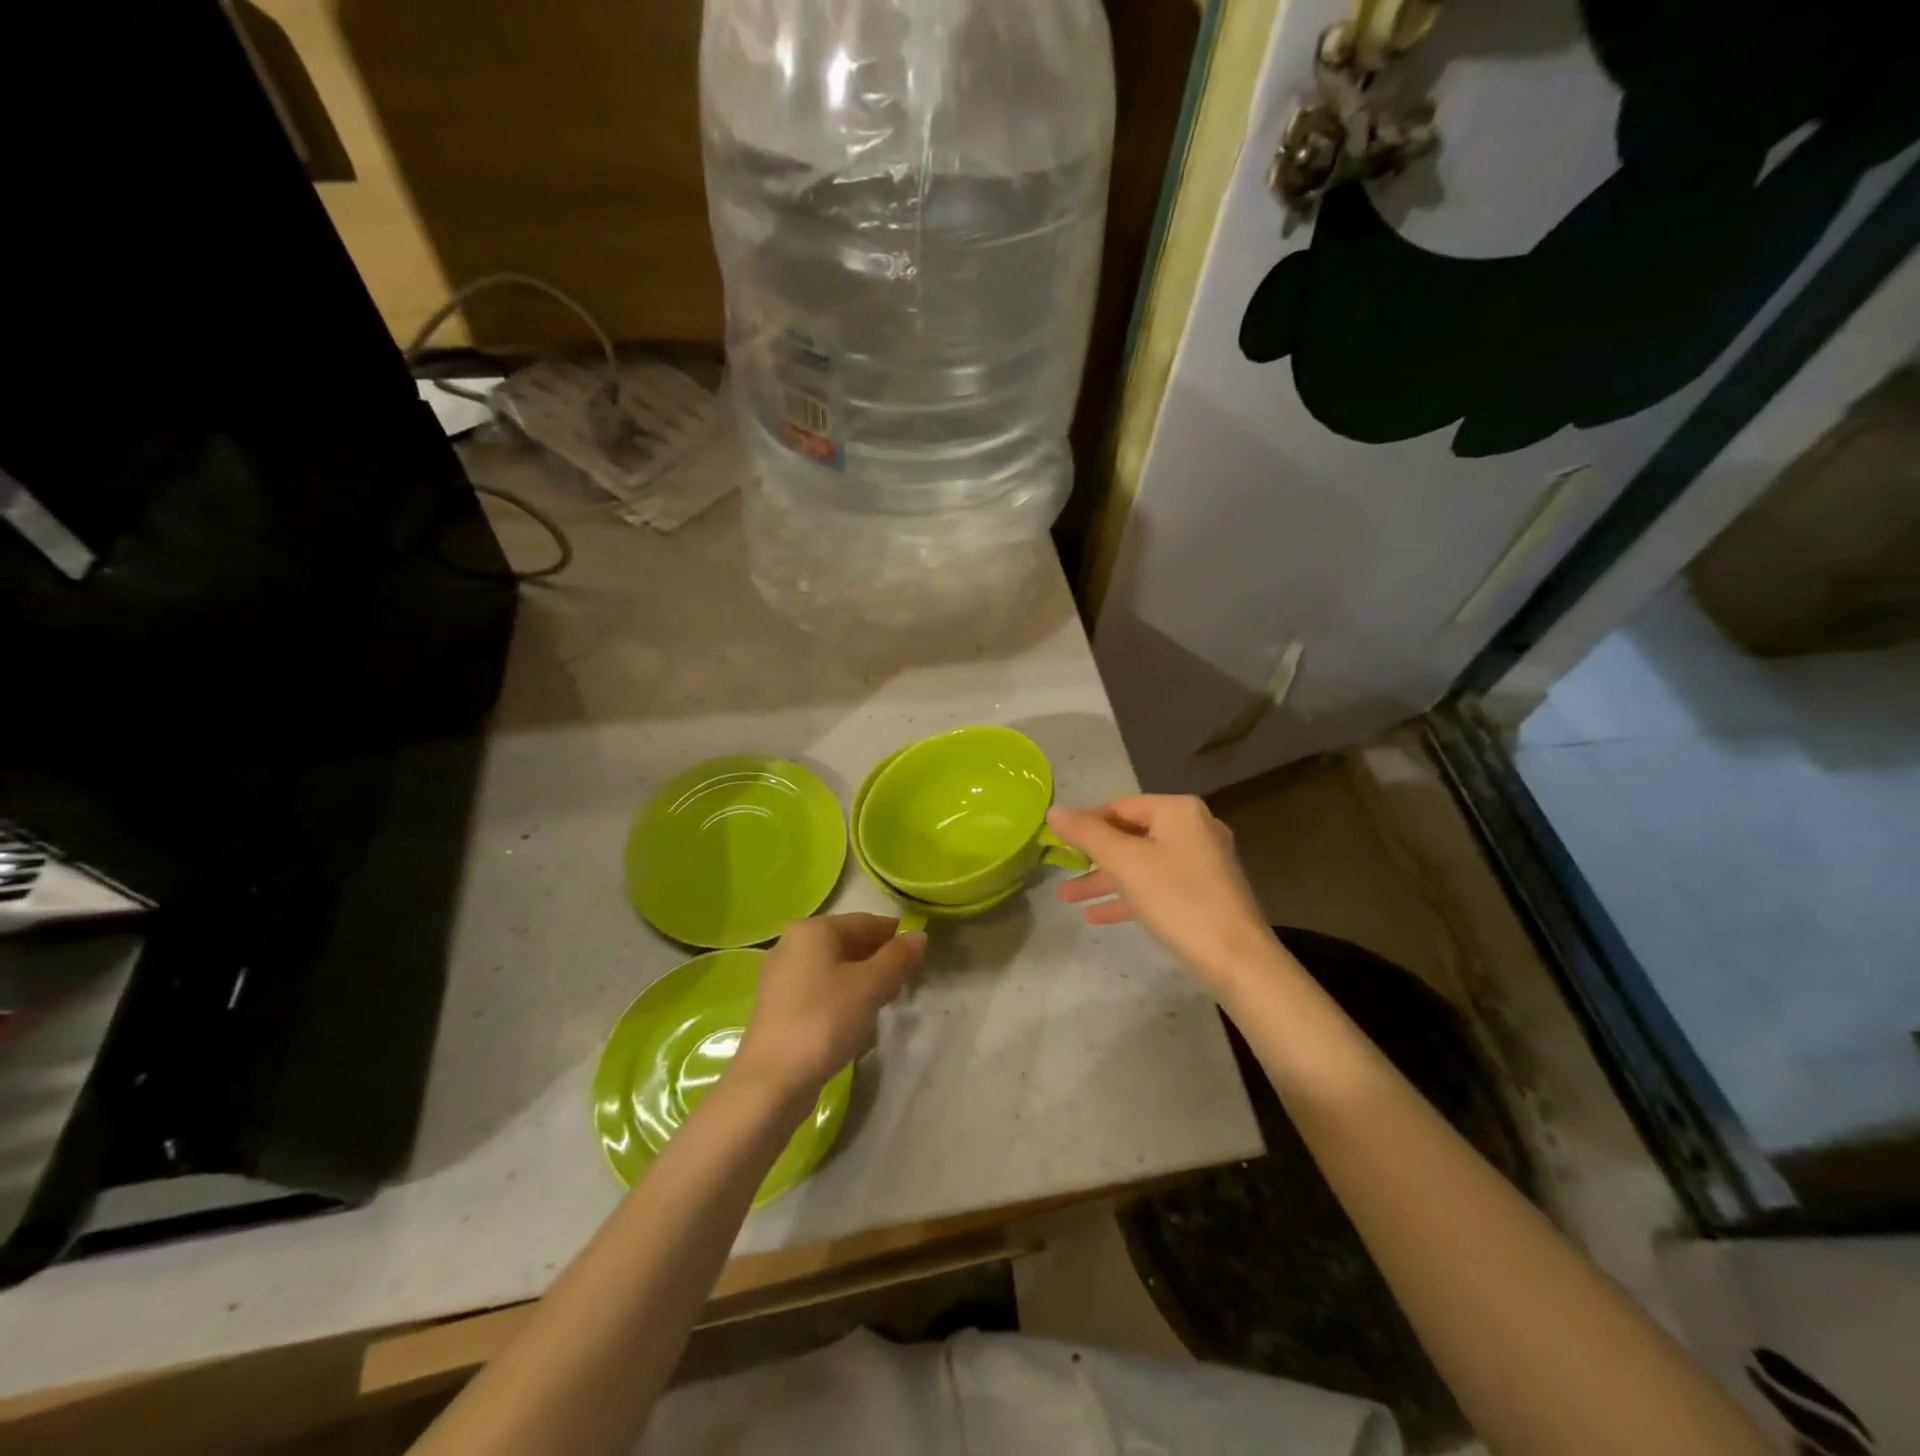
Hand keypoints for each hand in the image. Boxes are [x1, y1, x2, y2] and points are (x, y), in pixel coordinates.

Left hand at [734, 914, 924, 1106]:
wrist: (771, 1081)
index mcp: (812, 929)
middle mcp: (791, 943)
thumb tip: (918, 935)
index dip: (896, 936)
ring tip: (884, 1004)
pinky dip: (842, 996)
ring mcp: (781, 976)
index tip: (919, 958)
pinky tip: (855, 1019)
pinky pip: (819, 989)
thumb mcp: (870, 986)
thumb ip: (897, 958)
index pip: (866, 921)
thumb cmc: (824, 1020)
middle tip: (905, 984)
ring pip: (834, 967)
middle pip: (848, 943)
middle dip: (879, 960)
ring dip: (862, 981)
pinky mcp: (778, 1005)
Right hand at [1048, 796, 1277, 993]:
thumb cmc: (1178, 900)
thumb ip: (1087, 834)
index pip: (1119, 806)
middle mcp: (1194, 829)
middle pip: (1130, 836)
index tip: (1056, 843)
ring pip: (1142, 865)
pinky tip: (1097, 916)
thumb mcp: (1125, 862)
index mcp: (1178, 811)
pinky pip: (1157, 887)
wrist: (1237, 959)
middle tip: (1060, 871)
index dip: (1085, 823)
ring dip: (1104, 880)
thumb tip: (1054, 811)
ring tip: (1066, 898)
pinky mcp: (1204, 893)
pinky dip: (1128, 897)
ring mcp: (1202, 862)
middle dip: (1092, 857)